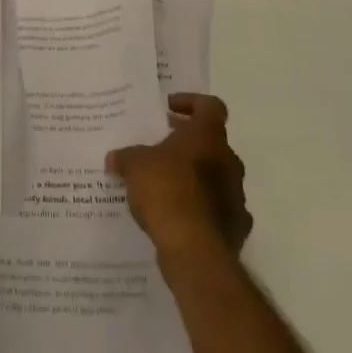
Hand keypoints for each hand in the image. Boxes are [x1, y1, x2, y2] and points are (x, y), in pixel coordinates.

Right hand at [106, 93, 252, 257]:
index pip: (210, 106)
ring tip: (166, 187)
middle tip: (161, 149)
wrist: (195, 250)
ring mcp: (236, 195)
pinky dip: (202, 210)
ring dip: (196, 178)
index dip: (191, 103)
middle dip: (188, 144)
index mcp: (208, 136)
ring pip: (217, 177)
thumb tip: (114, 158)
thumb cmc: (167, 190)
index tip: (169, 110)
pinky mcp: (236, 227)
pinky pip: (218, 210)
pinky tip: (180, 219)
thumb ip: (126, 157)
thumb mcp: (135, 166)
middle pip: (212, 142)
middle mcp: (228, 160)